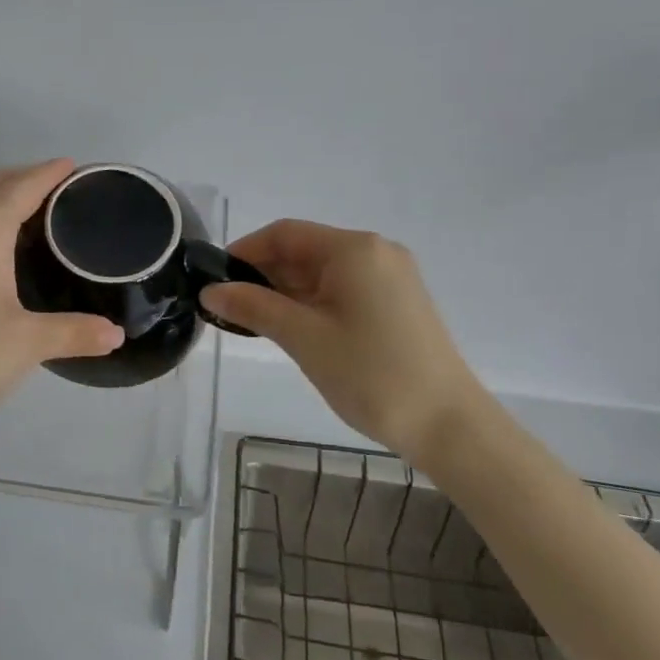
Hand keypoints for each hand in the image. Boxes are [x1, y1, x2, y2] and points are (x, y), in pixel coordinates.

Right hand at [199, 220, 484, 464]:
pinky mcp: (397, 303)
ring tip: (253, 322)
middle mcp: (375, 252)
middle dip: (264, 275)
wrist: (449, 426)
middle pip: (304, 250)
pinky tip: (292, 328)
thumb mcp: (304, 338)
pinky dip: (312, 303)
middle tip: (229, 308)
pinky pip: (342, 290)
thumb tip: (210, 290)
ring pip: (322, 272)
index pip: (285, 233)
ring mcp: (390, 278)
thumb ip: (253, 307)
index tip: (215, 280)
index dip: (245, 251)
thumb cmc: (371, 374)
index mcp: (354, 249)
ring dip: (285, 291)